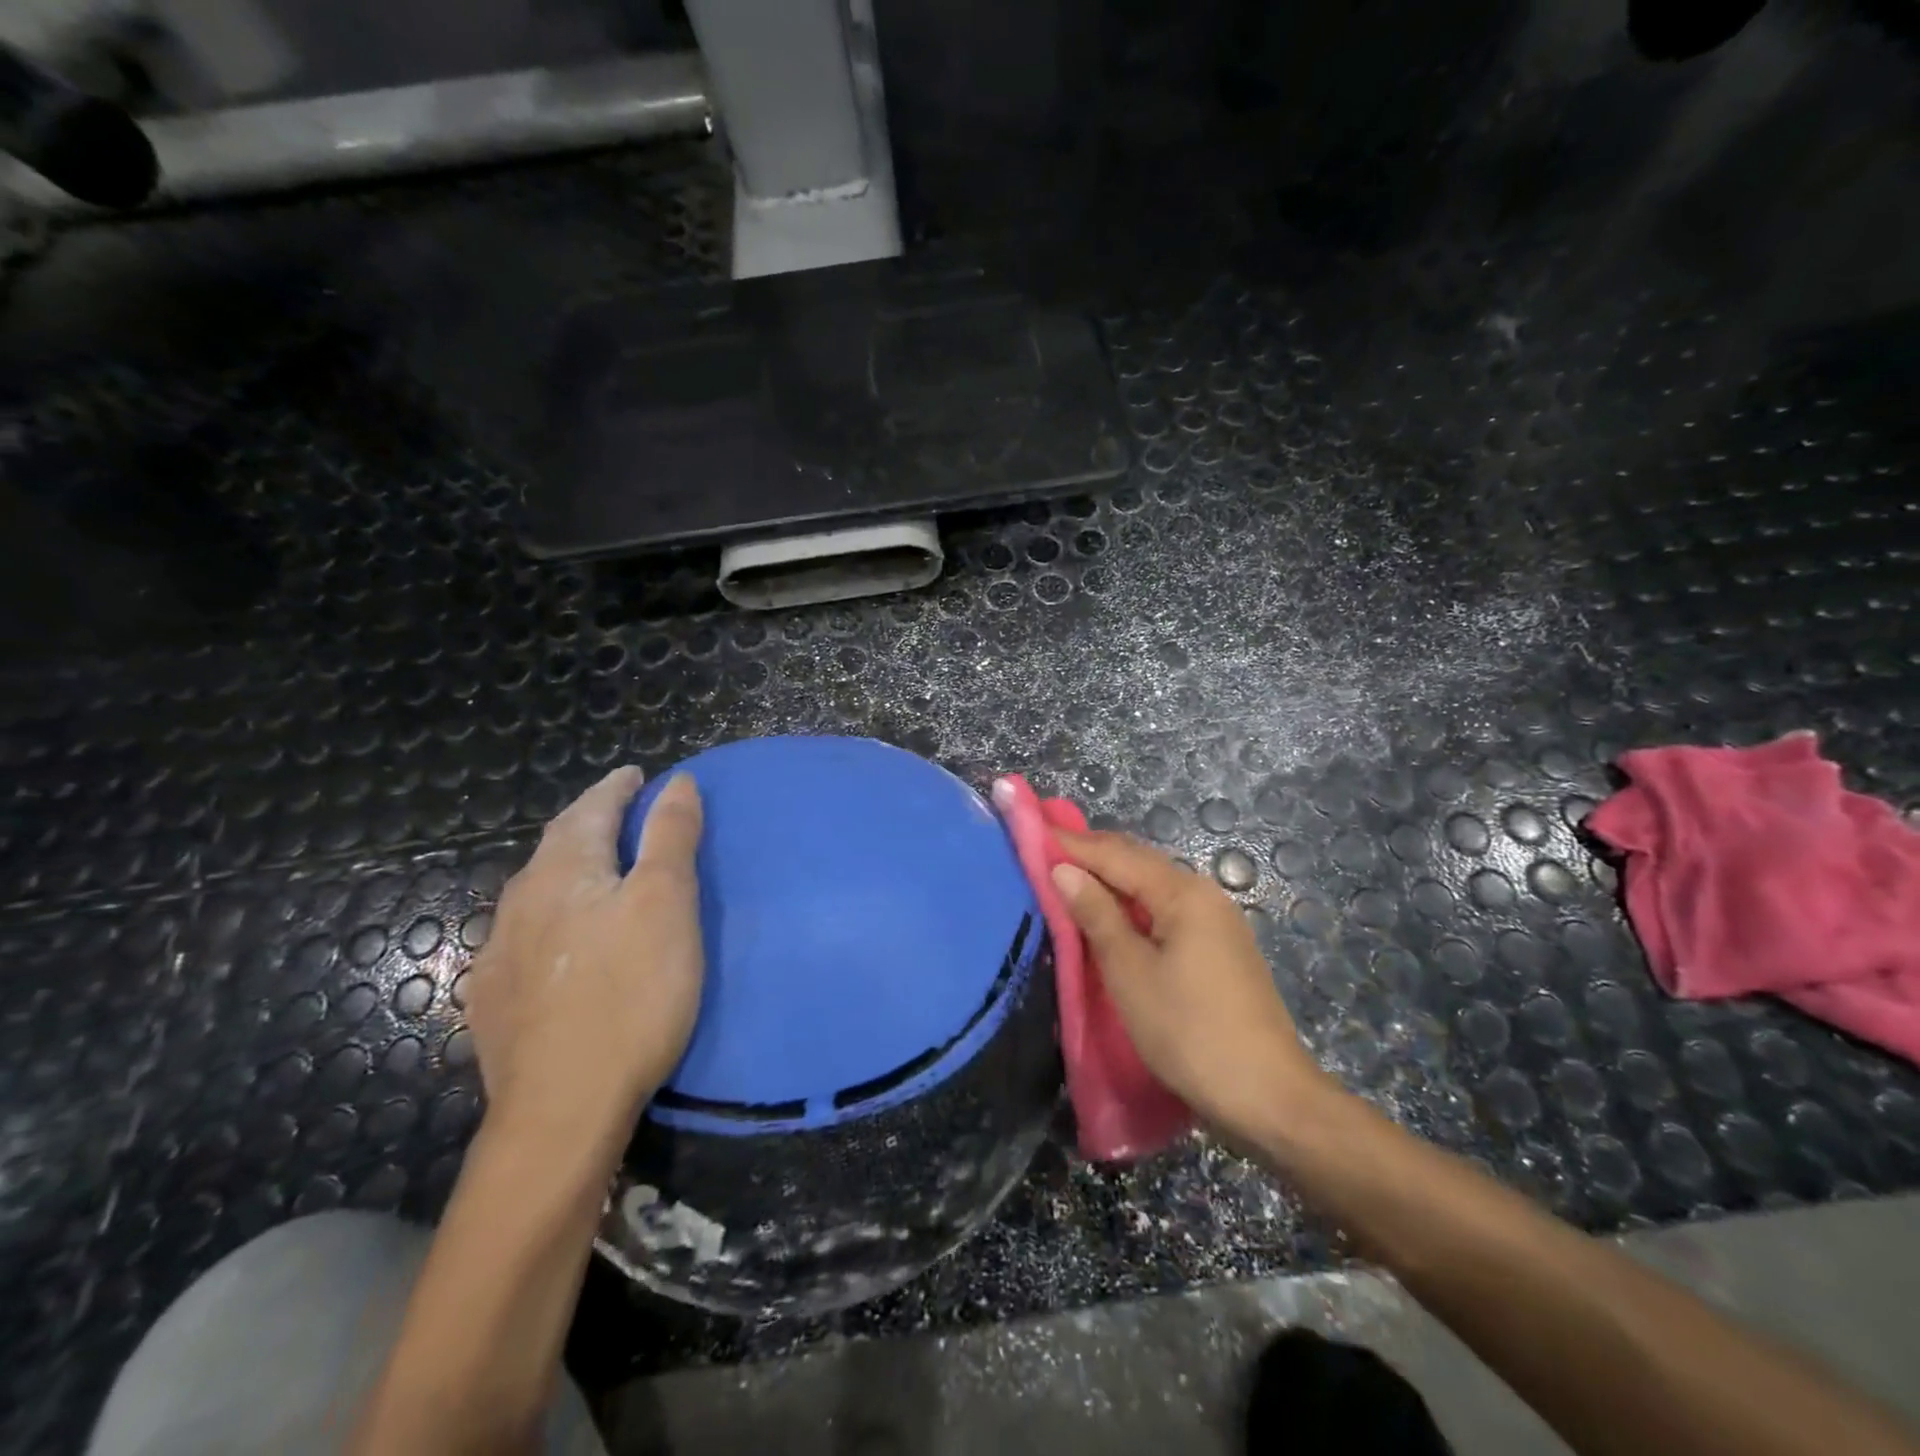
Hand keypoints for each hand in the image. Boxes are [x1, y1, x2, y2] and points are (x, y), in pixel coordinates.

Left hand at [465, 767, 704, 1152]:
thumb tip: (675, 782)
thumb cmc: (630, 993)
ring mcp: (499, 956)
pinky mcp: (495, 1002)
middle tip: (621, 816)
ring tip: (597, 873)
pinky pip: (525, 938)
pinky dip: (552, 919)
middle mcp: (521, 903)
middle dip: (590, 823)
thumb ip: (670, 838)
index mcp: (563, 872)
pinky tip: (561, 943)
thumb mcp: (667, 904)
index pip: (590, 810)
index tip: (636, 774)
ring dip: (569, 871)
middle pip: (558, 846)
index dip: (616, 788)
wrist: (562, 1109)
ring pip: (538, 893)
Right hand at [1049, 828, 1332, 1139]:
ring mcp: (1216, 920)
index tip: (1031, 832)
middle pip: (1138, 862)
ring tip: (1067, 879)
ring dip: (1110, 880)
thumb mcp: (1130, 973)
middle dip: (1090, 855)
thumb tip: (1064, 869)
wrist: (1268, 1096)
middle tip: (1043, 851)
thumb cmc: (1189, 1032)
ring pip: (1152, 886)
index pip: (1116, 854)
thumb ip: (1096, 915)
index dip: (1072, 843)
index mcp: (1183, 892)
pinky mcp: (1219, 947)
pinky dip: (1131, 905)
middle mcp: (1203, 893)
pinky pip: (1165, 909)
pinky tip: (1110, 915)